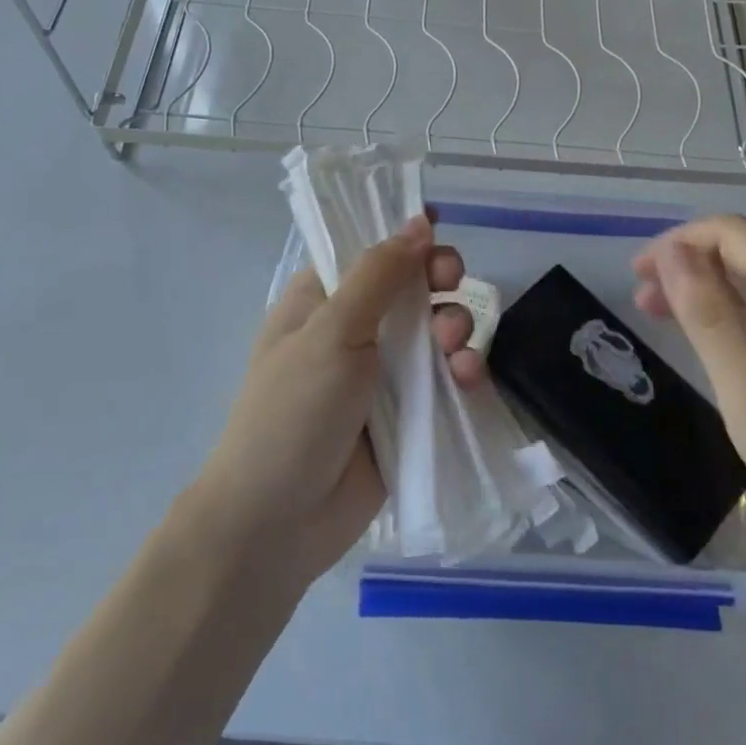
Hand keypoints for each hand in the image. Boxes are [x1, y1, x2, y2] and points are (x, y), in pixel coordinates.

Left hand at [194, 215, 482, 587]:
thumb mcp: (332, 332)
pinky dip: (461, 370)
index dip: (406, 236)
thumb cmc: (293, 412)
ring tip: (455, 345)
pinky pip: (445, 377)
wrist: (278, 523)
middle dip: (439, 280)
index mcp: (323, 300)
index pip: (370, 250)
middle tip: (452, 282)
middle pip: (412, 285)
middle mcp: (355, 328)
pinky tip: (467, 377)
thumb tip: (418, 220)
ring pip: (436, 328)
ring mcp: (383, 372)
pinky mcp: (408, 412)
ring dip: (456, 325)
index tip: (438, 226)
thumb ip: (379, 274)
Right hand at [633, 215, 745, 555]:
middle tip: (642, 300)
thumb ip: (706, 313)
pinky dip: (735, 310)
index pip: (730, 233)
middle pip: (744, 250)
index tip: (638, 277)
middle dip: (688, 265)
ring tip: (662, 315)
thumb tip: (672, 253)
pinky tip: (710, 334)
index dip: (677, 244)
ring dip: (707, 288)